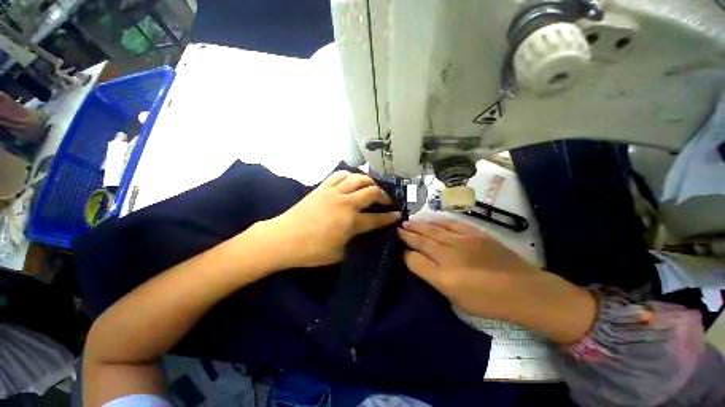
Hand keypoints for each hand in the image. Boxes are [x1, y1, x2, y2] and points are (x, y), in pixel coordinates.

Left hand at [264, 171, 399, 268]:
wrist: (283, 239)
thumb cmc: (311, 251)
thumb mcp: (338, 254)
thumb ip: (353, 241)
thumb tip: (361, 233)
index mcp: (351, 222)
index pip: (376, 218)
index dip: (389, 217)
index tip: (397, 214)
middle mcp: (345, 203)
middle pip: (371, 192)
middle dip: (383, 195)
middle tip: (386, 200)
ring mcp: (333, 193)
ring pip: (357, 179)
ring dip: (368, 181)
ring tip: (371, 187)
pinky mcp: (322, 188)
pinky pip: (338, 175)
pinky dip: (349, 175)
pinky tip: (351, 179)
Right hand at [398, 218, 596, 343]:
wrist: (524, 290)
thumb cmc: (487, 301)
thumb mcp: (455, 298)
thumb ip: (431, 277)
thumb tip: (414, 259)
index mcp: (443, 277)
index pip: (414, 259)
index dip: (404, 252)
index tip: (398, 246)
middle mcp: (449, 256)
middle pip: (421, 241)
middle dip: (407, 234)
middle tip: (398, 228)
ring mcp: (462, 241)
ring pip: (432, 229)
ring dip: (418, 225)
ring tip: (408, 222)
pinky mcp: (474, 233)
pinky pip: (450, 223)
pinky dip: (437, 220)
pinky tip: (429, 219)